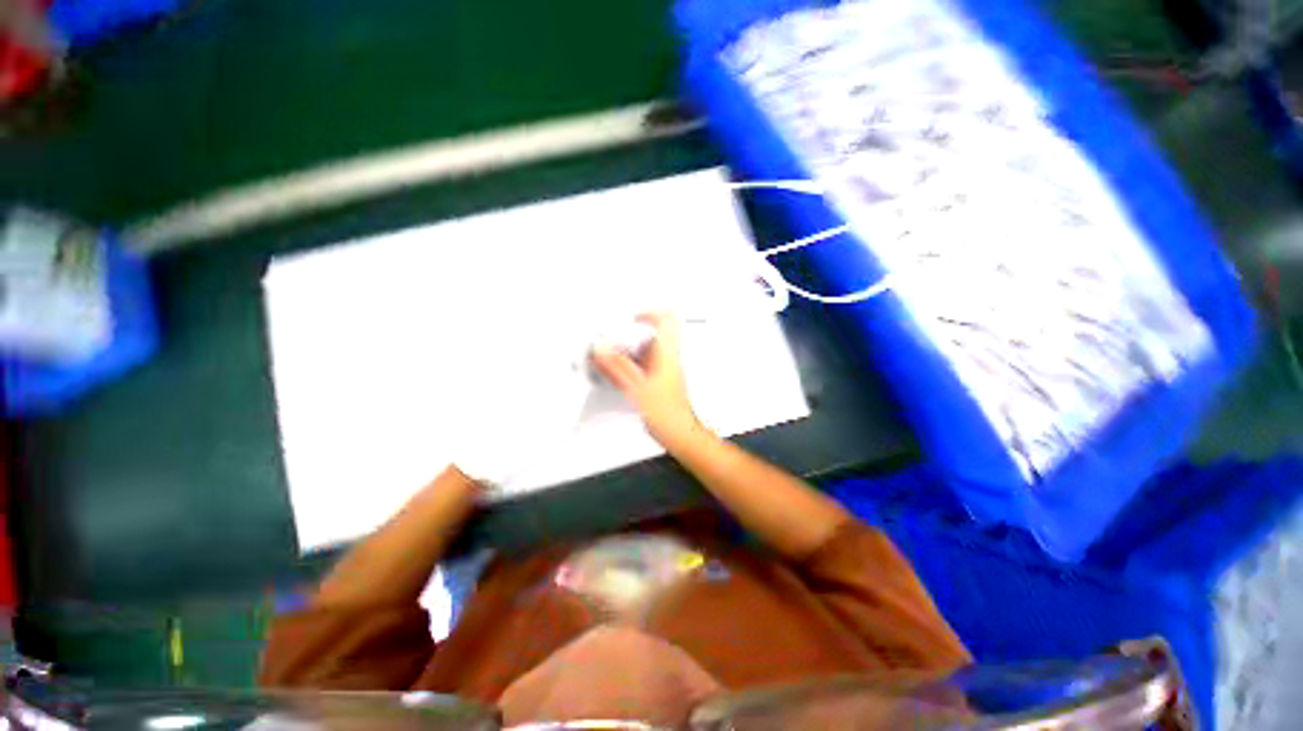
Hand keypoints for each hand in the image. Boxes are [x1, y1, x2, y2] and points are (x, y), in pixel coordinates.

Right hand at [592, 312, 703, 446]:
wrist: (679, 433)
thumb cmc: (667, 414)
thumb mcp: (637, 389)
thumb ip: (617, 367)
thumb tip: (602, 349)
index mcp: (667, 354)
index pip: (668, 319)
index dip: (650, 312)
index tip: (631, 318)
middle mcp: (669, 358)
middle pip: (654, 334)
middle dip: (632, 334)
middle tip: (615, 341)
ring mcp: (666, 369)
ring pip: (648, 349)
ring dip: (630, 350)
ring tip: (613, 359)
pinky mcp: (661, 380)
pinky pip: (645, 363)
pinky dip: (631, 364)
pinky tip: (620, 376)